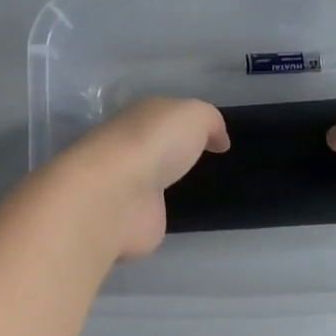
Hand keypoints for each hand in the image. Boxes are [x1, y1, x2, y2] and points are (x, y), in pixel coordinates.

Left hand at [57, 97, 229, 259]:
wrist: (118, 195)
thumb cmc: (156, 144)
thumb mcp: (194, 115)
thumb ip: (209, 121)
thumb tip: (218, 140)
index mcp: (139, 117)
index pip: (163, 116)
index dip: (186, 122)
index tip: (213, 137)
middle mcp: (128, 148)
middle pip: (154, 147)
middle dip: (172, 152)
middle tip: (203, 162)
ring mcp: (125, 186)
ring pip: (151, 179)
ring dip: (163, 183)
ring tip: (194, 190)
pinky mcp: (127, 220)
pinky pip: (151, 212)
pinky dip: (159, 213)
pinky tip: (178, 215)